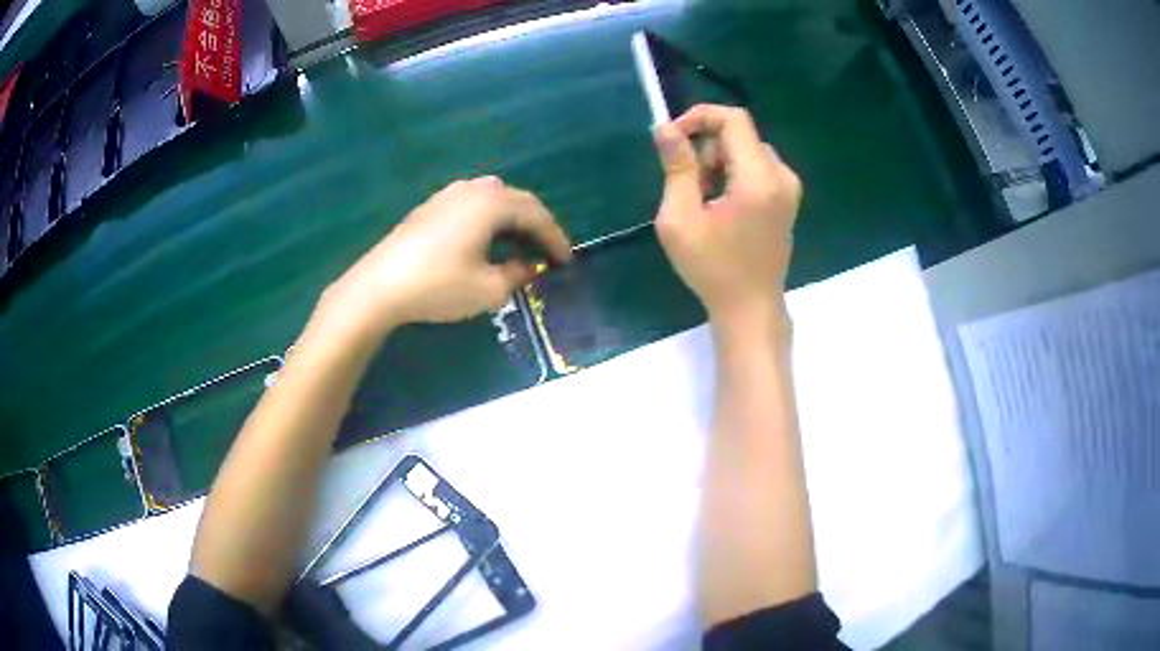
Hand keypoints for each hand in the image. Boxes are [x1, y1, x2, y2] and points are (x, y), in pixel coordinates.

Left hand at [323, 176, 571, 333]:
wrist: (379, 286)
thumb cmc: (438, 286)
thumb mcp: (488, 290)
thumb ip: (516, 275)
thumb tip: (527, 267)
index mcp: (492, 203)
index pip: (536, 214)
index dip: (555, 238)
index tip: (567, 262)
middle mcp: (473, 190)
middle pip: (517, 201)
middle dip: (537, 226)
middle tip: (548, 252)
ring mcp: (448, 195)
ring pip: (493, 200)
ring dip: (512, 220)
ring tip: (520, 246)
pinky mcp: (430, 207)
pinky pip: (472, 205)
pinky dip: (489, 220)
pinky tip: (486, 241)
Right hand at [652, 105, 800, 326]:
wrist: (750, 308)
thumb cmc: (712, 269)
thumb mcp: (681, 218)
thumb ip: (677, 168)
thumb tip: (665, 127)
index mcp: (759, 178)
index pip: (734, 119)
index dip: (700, 117)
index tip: (674, 138)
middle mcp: (781, 175)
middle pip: (739, 135)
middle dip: (707, 150)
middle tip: (689, 187)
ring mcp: (789, 188)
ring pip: (747, 151)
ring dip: (719, 165)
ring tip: (705, 204)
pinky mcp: (787, 199)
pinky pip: (757, 167)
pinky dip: (734, 176)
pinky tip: (724, 208)